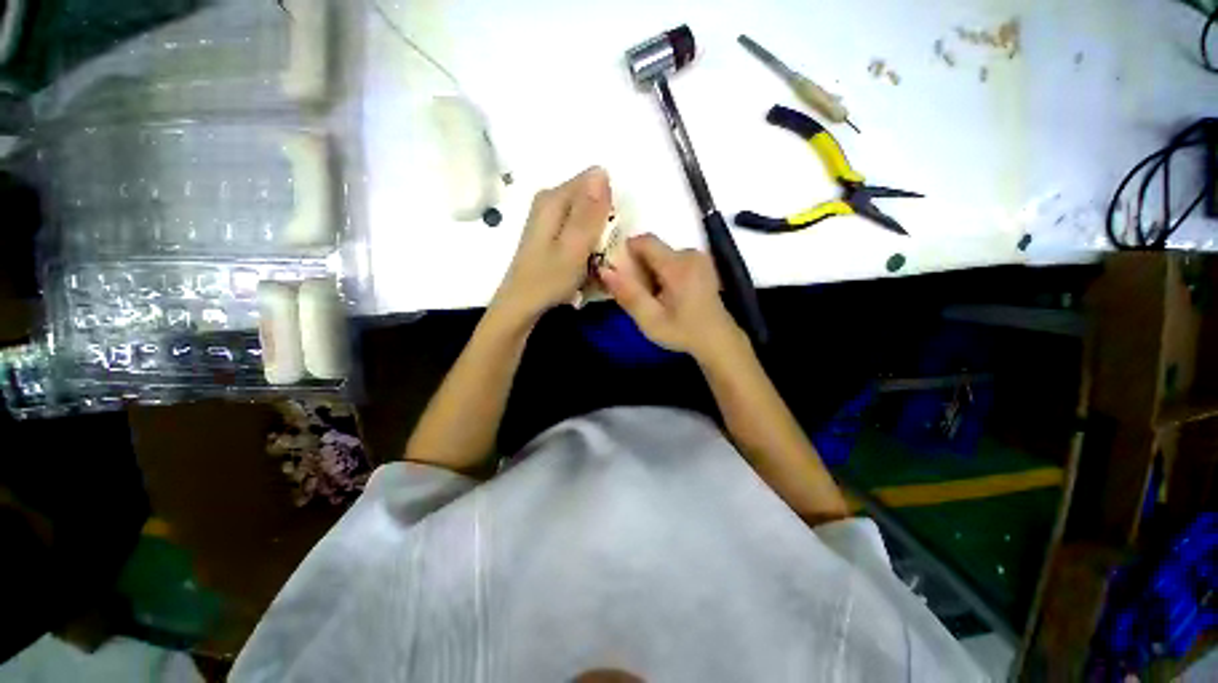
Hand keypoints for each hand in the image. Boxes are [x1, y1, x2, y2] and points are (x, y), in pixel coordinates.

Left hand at [492, 167, 611, 322]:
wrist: (522, 304)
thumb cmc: (549, 279)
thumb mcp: (575, 247)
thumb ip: (590, 212)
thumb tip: (602, 171)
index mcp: (554, 198)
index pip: (596, 182)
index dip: (609, 206)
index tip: (608, 235)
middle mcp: (550, 199)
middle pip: (591, 199)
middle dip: (604, 223)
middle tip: (601, 252)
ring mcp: (549, 216)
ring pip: (587, 216)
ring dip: (597, 237)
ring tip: (593, 261)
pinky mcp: (551, 232)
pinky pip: (579, 229)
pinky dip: (586, 244)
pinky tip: (584, 262)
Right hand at [599, 233, 743, 360]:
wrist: (717, 340)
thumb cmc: (683, 332)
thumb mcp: (650, 319)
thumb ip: (628, 294)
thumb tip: (605, 270)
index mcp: (678, 265)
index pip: (644, 241)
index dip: (626, 252)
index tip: (620, 273)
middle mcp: (690, 254)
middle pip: (653, 249)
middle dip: (639, 267)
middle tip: (637, 294)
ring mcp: (698, 258)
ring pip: (662, 255)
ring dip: (651, 271)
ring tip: (653, 298)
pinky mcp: (701, 264)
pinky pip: (673, 260)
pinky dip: (663, 273)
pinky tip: (667, 295)